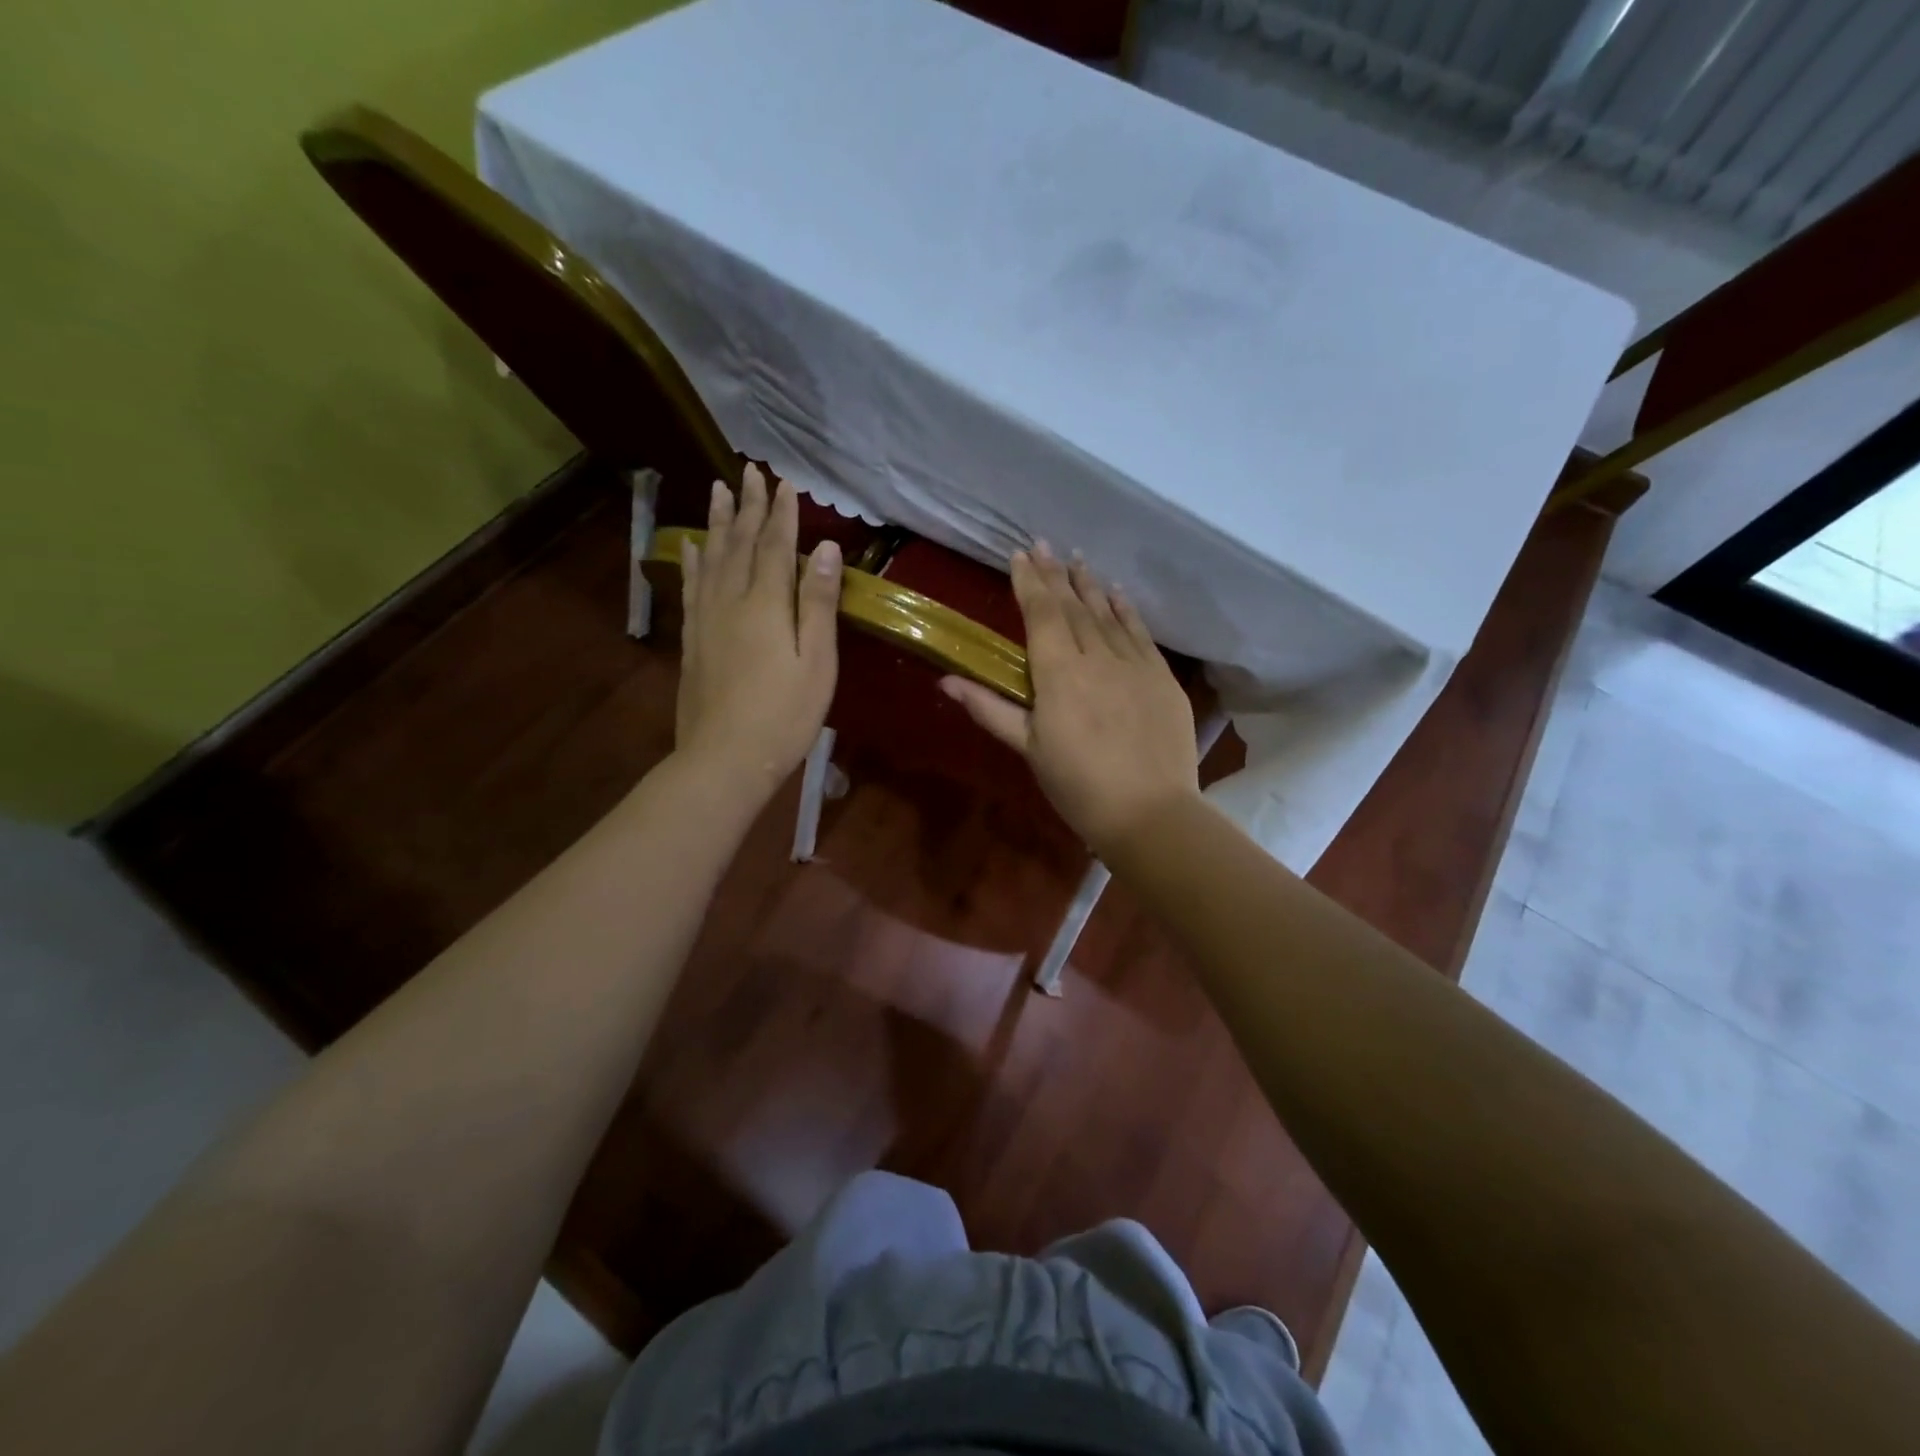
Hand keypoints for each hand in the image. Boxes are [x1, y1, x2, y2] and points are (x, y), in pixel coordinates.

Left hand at [674, 464, 842, 794]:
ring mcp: (706, 620)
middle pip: (740, 544)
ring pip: (711, 558)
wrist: (724, 759)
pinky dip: (692, 561)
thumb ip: (819, 604)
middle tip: (751, 472)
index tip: (785, 483)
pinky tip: (691, 547)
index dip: (782, 514)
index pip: (776, 547)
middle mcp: (731, 601)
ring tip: (718, 490)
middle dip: (748, 507)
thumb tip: (825, 549)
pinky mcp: (692, 640)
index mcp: (767, 605)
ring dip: (717, 523)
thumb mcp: (817, 663)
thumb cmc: (785, 716)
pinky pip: (691, 587)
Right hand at [941, 544, 1199, 856]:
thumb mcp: (1029, 749)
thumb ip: (990, 709)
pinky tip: (1117, 593)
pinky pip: (1140, 632)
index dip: (1029, 582)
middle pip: (1073, 607)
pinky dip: (1126, 609)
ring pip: (1107, 614)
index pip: (1041, 614)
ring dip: (1089, 585)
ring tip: (1077, 559)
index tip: (1020, 555)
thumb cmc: (1079, 786)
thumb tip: (946, 682)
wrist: (1150, 812)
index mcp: (1059, 674)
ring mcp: (1135, 664)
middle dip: (1055, 574)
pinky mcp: (1162, 677)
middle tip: (1044, 544)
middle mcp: (1098, 657)